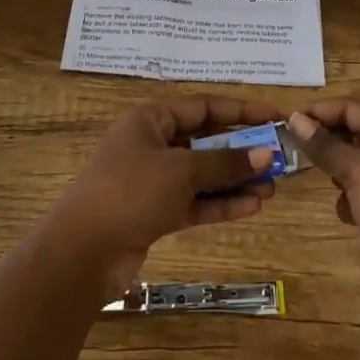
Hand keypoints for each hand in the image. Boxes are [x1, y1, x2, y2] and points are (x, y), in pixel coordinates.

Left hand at [48, 96, 282, 296]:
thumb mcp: (182, 170)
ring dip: (235, 180)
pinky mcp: (154, 213)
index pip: (204, 106)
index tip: (275, 117)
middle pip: (205, 141)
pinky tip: (251, 207)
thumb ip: (225, 162)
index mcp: (151, 119)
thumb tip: (267, 153)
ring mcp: (153, 181)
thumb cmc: (131, 192)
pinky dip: (220, 203)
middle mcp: (152, 144)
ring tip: (271, 188)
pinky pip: (194, 201)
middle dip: (241, 151)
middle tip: (278, 159)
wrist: (82, 253)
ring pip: (202, 174)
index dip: (241, 110)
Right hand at [288, 101, 359, 323]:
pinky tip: (345, 213)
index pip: (354, 108)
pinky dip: (352, 198)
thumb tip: (295, 119)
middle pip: (358, 132)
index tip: (285, 119)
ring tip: (314, 175)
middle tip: (290, 145)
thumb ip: (326, 146)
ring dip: (338, 169)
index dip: (320, 110)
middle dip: (326, 138)